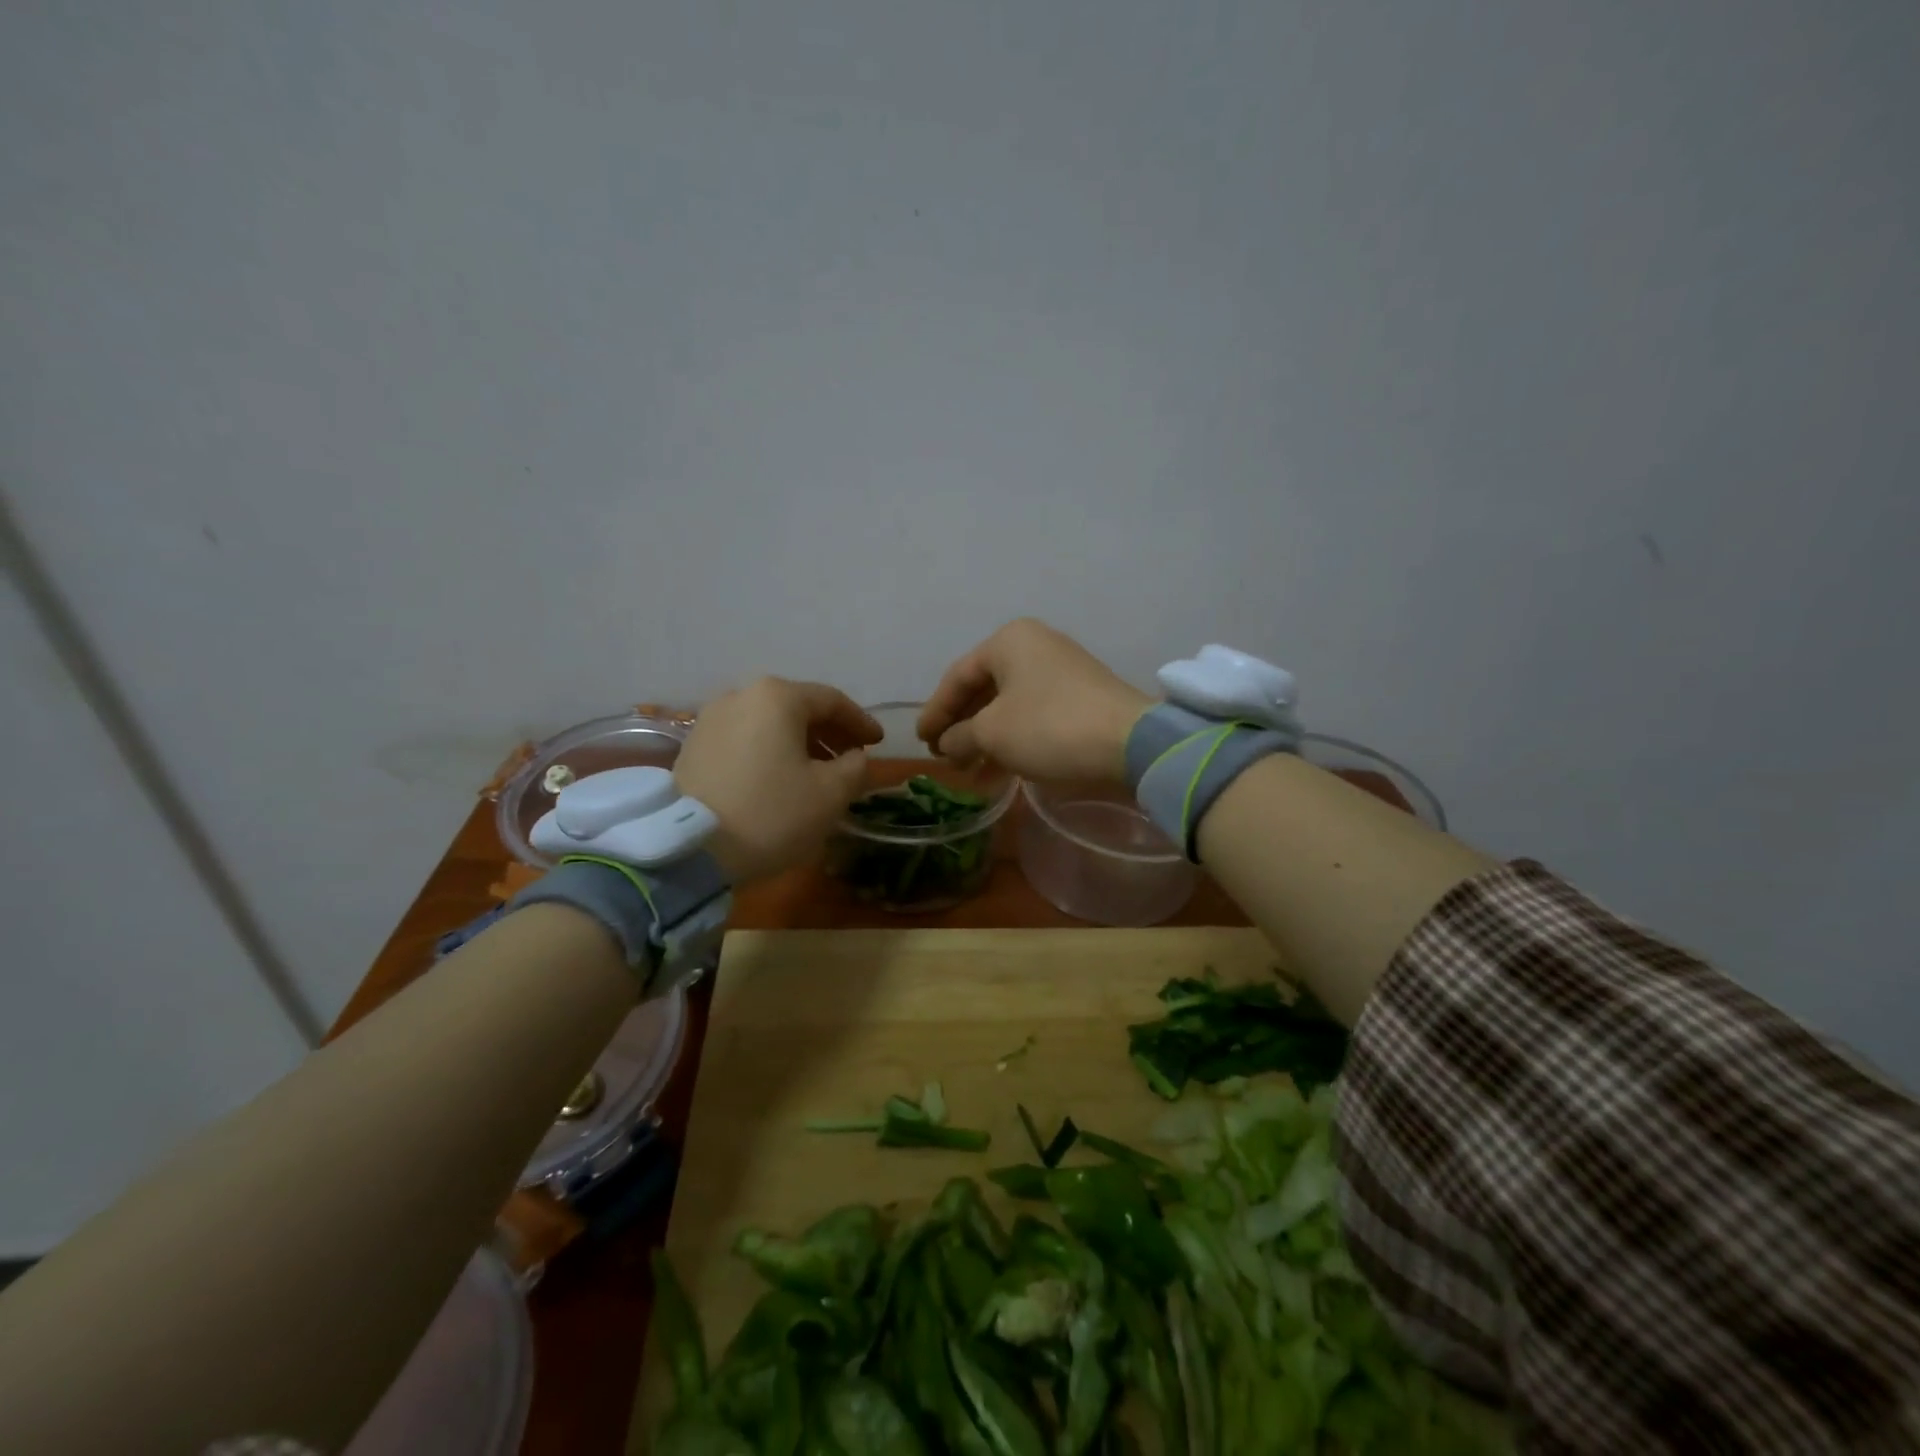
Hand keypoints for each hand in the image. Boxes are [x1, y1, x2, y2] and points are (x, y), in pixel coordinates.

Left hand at [675, 678, 881, 881]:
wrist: (692, 849)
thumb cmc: (772, 813)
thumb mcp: (831, 793)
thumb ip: (855, 767)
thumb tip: (855, 757)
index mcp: (778, 697)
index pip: (832, 701)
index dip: (860, 722)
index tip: (878, 743)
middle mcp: (741, 695)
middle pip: (797, 707)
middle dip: (829, 732)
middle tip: (851, 757)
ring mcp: (711, 719)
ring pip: (769, 723)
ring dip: (799, 742)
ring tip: (817, 771)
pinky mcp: (693, 746)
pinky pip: (745, 738)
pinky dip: (770, 751)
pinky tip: (780, 777)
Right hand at [918, 619, 1152, 784]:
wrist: (1130, 744)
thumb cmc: (1049, 727)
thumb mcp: (992, 733)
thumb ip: (959, 736)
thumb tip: (948, 744)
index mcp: (1009, 641)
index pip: (957, 676)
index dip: (935, 712)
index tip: (921, 742)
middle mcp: (1035, 647)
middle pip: (983, 689)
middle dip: (961, 726)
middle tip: (943, 756)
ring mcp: (1061, 671)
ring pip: (1009, 705)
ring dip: (985, 738)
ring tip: (967, 770)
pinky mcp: (1080, 698)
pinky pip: (1033, 715)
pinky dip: (1012, 739)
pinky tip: (999, 769)